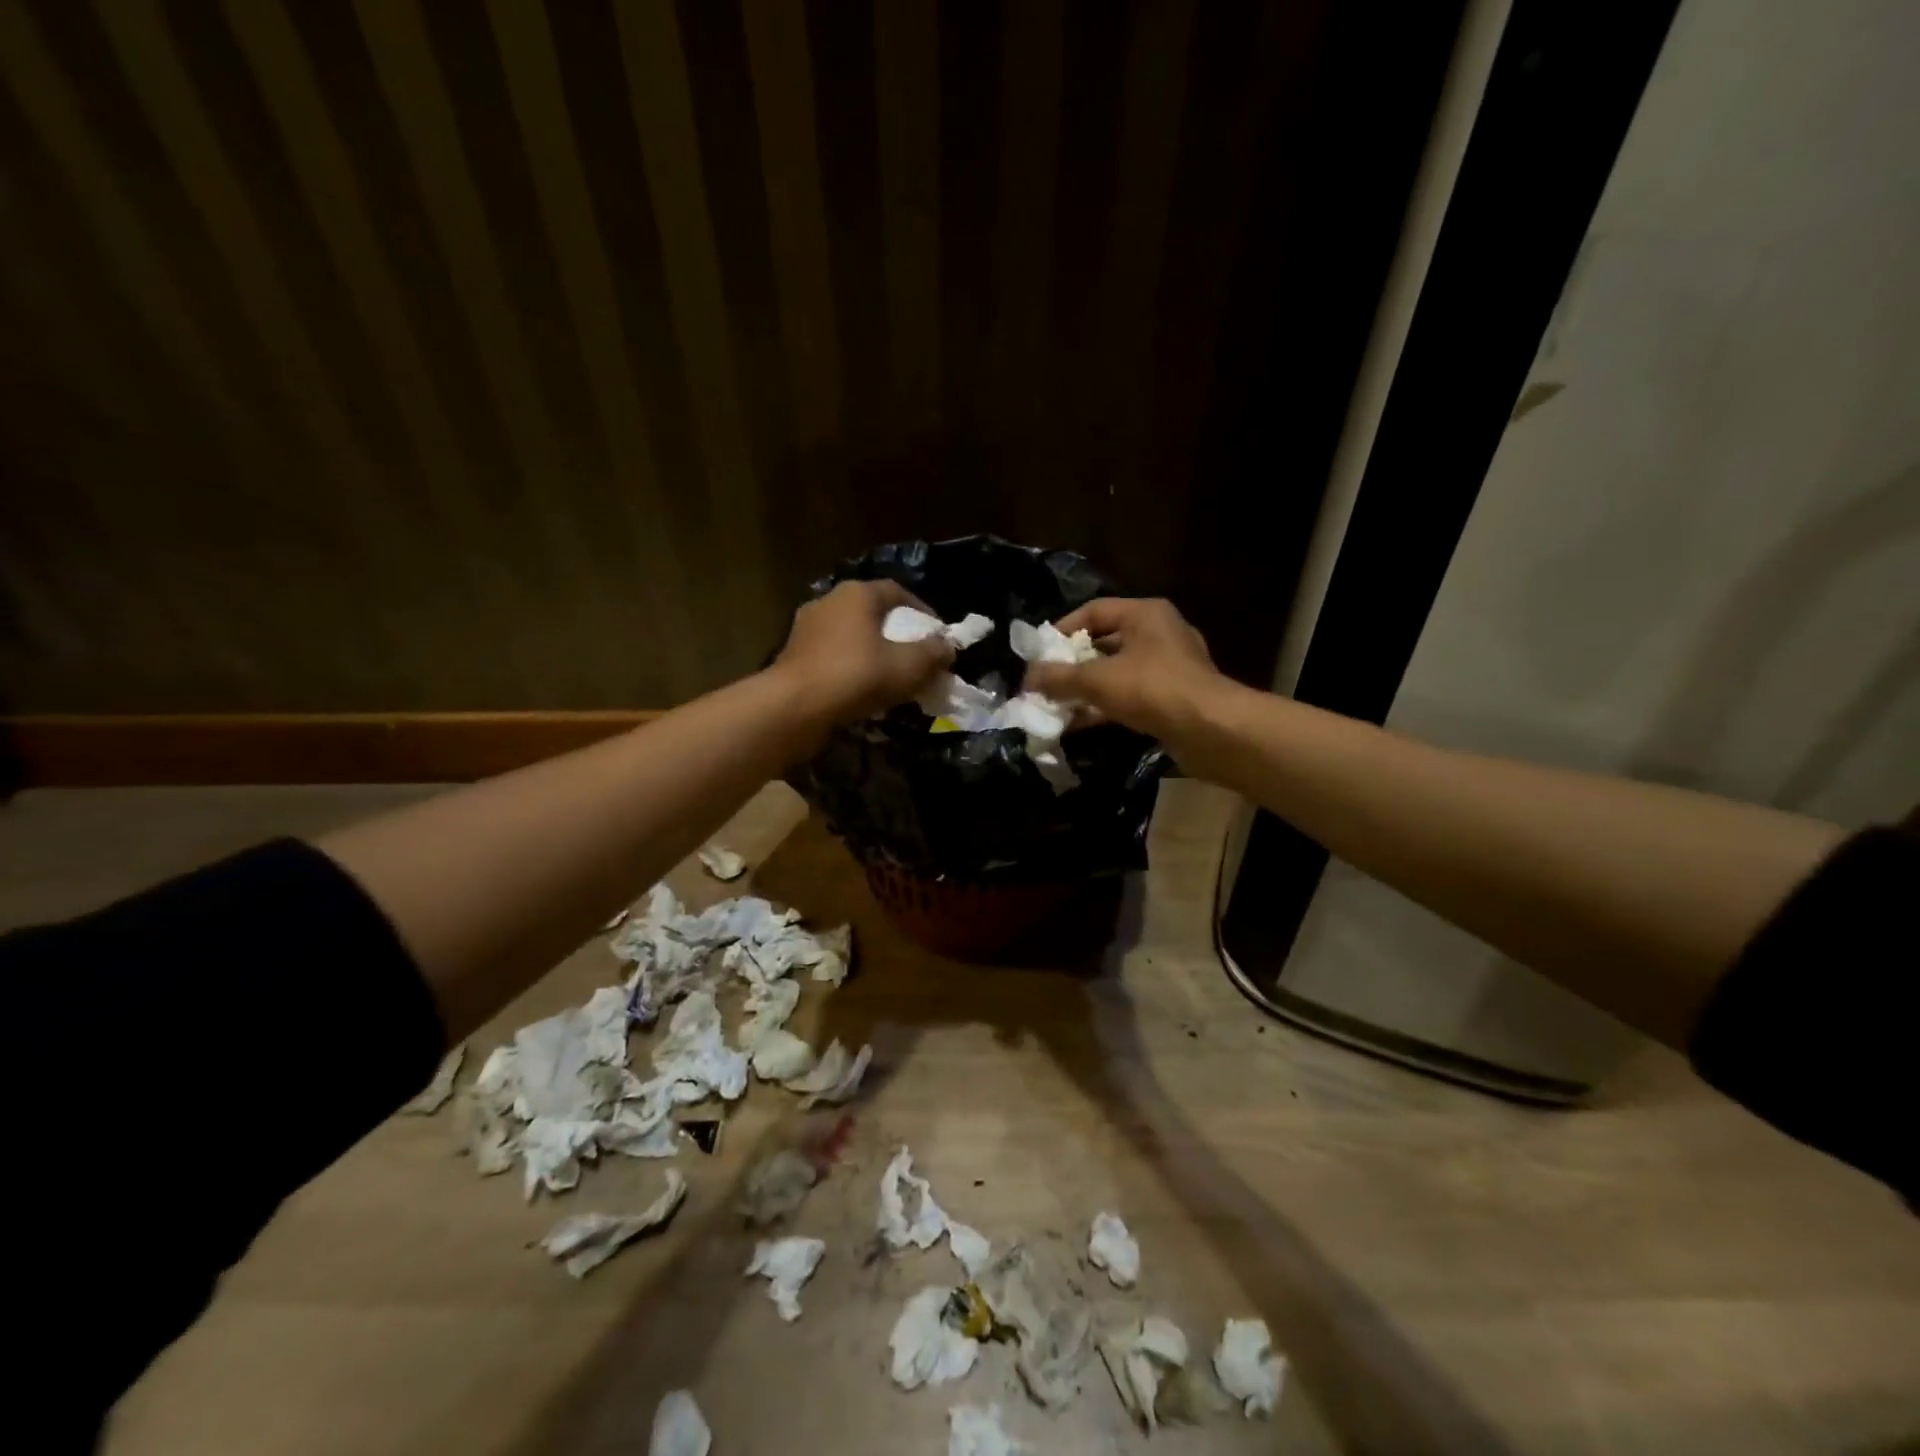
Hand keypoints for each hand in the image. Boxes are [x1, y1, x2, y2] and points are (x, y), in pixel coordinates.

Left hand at [771, 579, 953, 727]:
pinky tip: (864, 693)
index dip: (923, 612)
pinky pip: (834, 658)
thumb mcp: (910, 666)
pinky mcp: (794, 657)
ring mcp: (807, 629)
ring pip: (852, 638)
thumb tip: (947, 648)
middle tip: (917, 659)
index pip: (897, 591)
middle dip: (898, 636)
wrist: (795, 707)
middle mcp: (828, 602)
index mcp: (856, 593)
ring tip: (893, 680)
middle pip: (873, 614)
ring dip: (874, 655)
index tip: (938, 637)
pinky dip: (852, 670)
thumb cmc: (857, 675)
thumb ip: (934, 653)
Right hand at [1024, 597, 1223, 743]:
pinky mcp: (1174, 698)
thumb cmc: (1152, 689)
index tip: (1039, 653)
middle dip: (1072, 664)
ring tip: (1057, 705)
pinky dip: (1105, 706)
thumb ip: (1059, 677)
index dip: (1062, 629)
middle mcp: (1160, 633)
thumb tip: (1027, 678)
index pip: (1094, 610)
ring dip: (1087, 689)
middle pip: (1105, 642)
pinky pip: (1130, 696)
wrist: (1210, 730)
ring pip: (1117, 672)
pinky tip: (1080, 723)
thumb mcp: (1097, 679)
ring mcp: (1170, 667)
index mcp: (1145, 614)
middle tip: (1045, 681)